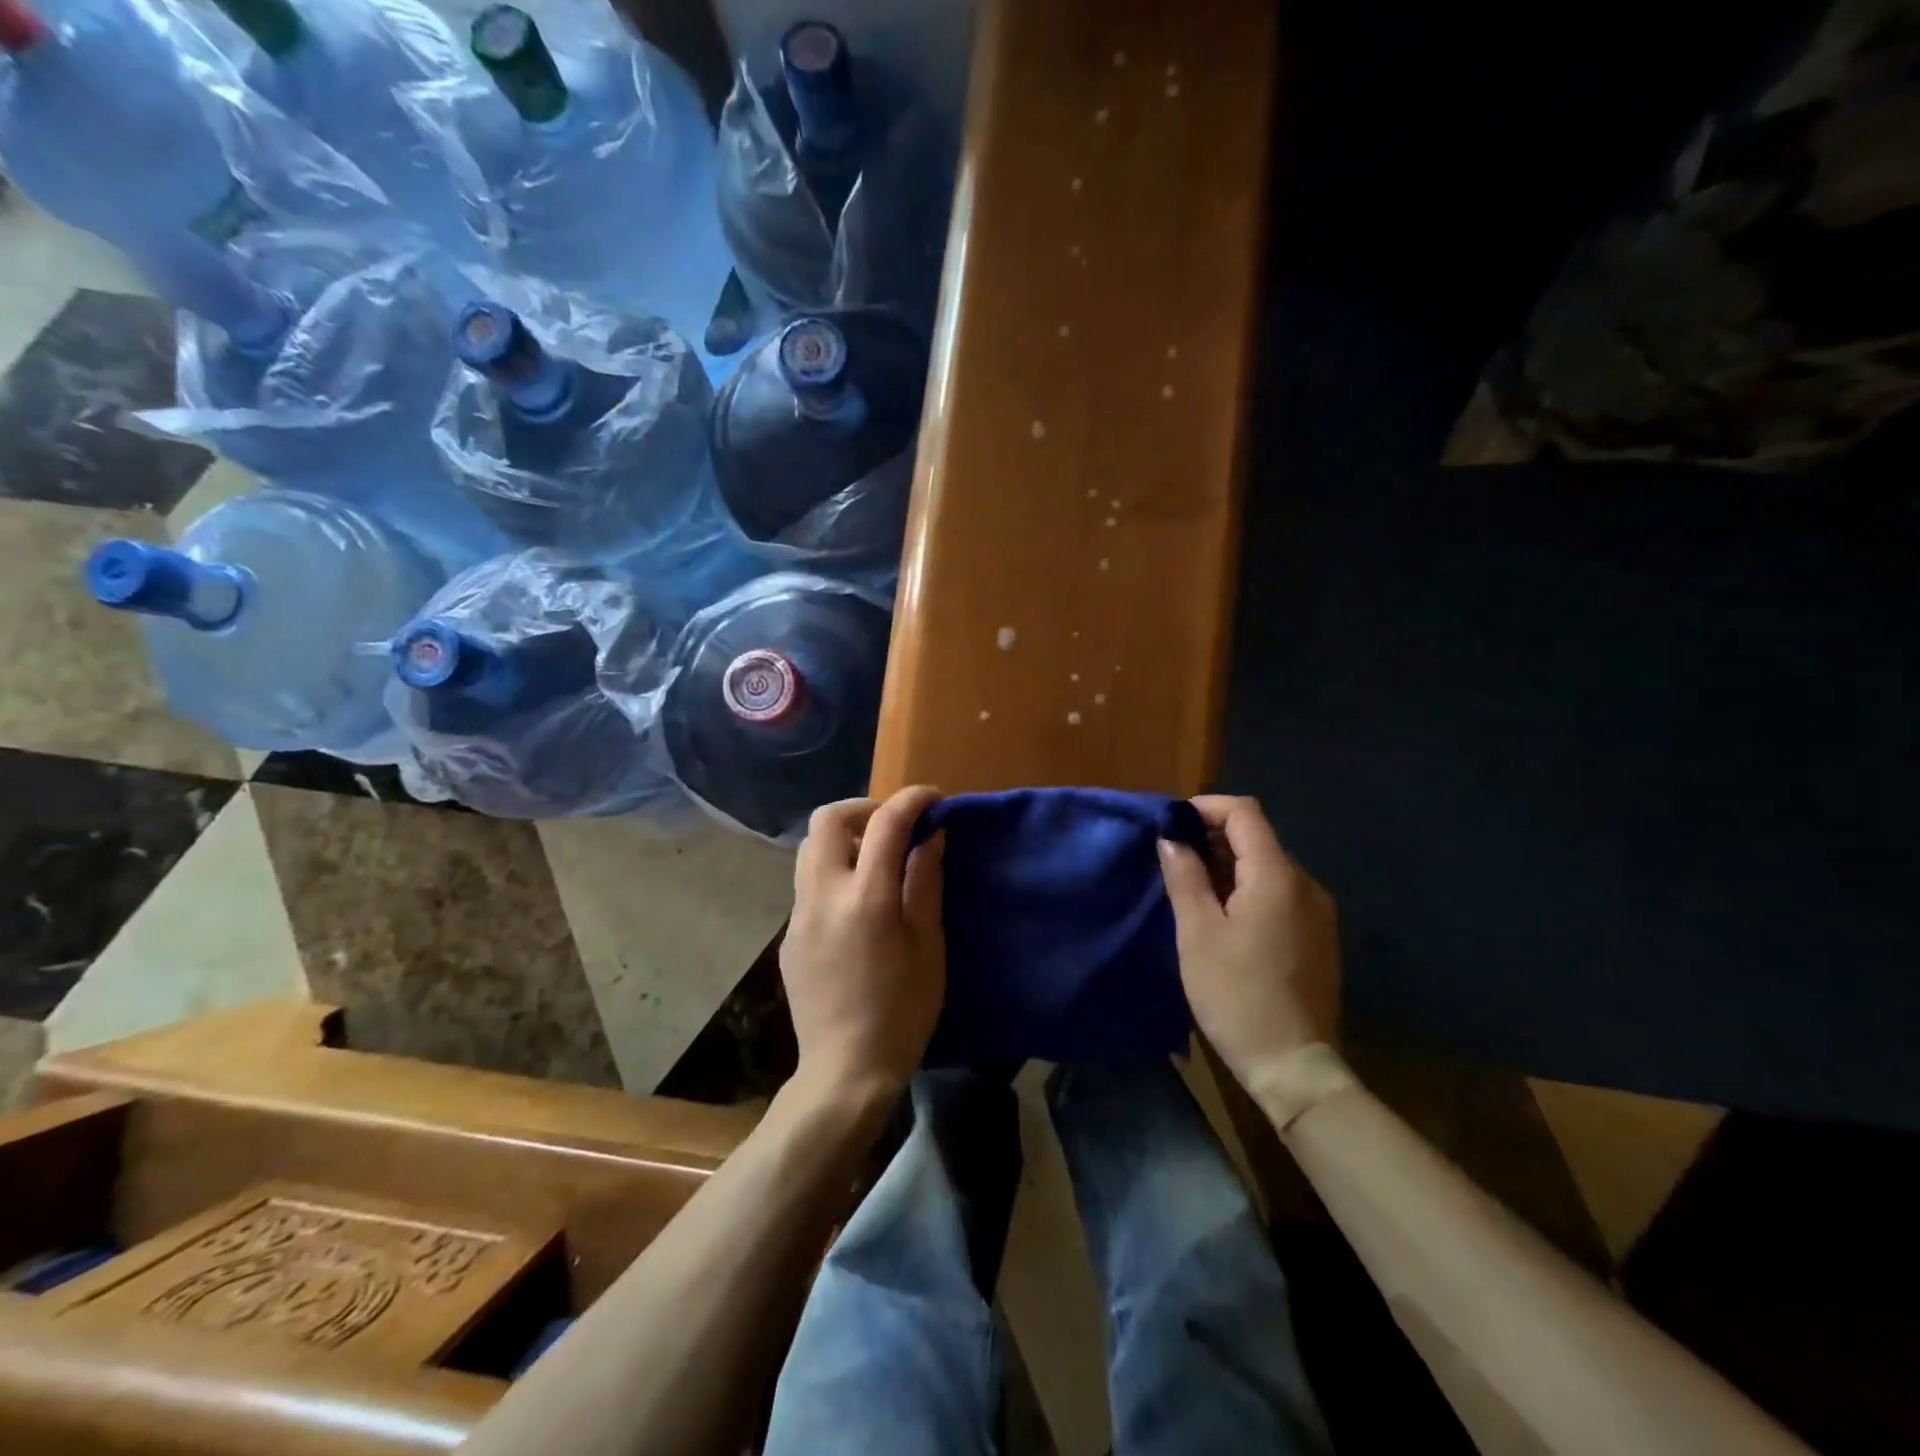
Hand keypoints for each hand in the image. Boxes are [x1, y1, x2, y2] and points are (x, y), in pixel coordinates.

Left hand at [782, 786, 945, 1106]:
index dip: (912, 800)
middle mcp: (823, 895)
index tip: (932, 799)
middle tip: (893, 827)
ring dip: (843, 838)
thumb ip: (925, 883)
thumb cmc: (902, 1012)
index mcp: (866, 898)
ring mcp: (799, 915)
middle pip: (827, 819)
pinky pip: (808, 884)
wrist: (845, 1071)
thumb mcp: (929, 946)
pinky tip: (857, 905)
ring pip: (810, 848)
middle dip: (863, 809)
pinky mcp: (789, 935)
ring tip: (875, 862)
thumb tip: (930, 836)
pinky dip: (833, 872)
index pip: (886, 823)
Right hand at [1158, 795, 1341, 1092]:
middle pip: (1258, 838)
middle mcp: (1306, 884)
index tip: (1172, 823)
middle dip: (1214, 838)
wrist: (1293, 1066)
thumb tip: (1171, 838)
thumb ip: (1185, 876)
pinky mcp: (1319, 937)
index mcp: (1277, 877)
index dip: (1207, 807)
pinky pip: (1281, 894)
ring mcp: (1318, 912)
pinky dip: (1249, 889)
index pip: (1245, 814)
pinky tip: (1225, 917)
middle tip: (1174, 859)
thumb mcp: (1197, 933)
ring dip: (1230, 866)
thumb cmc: (1236, 994)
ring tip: (1193, 889)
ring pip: (1269, 867)